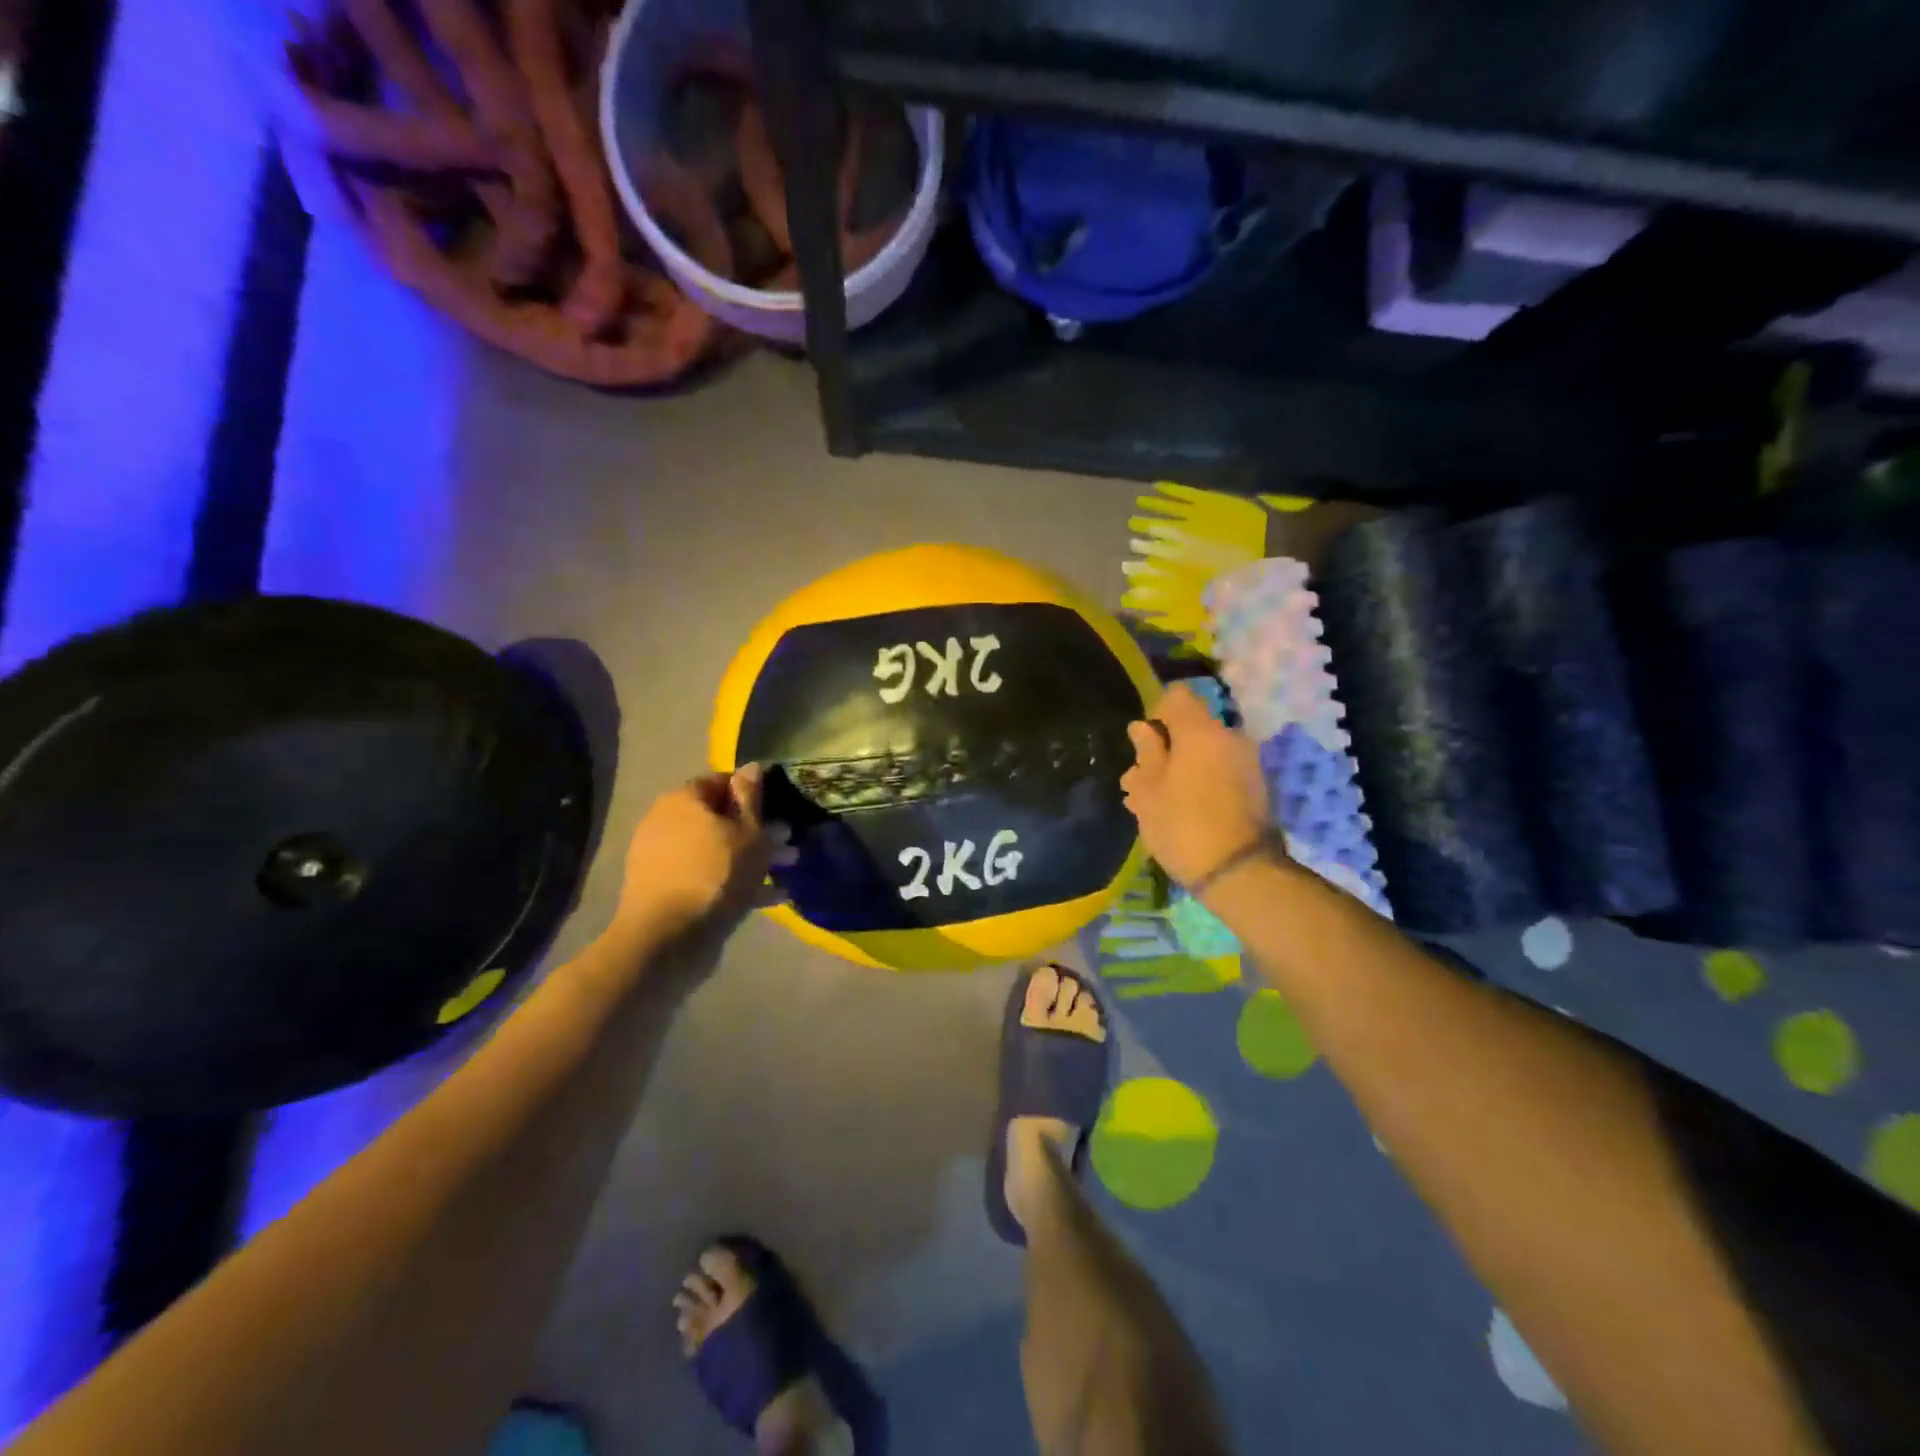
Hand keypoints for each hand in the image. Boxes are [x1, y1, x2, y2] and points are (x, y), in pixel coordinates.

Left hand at [614, 764, 792, 949]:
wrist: (666, 940)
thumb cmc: (716, 875)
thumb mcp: (748, 834)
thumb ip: (752, 798)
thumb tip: (752, 766)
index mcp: (683, 800)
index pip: (722, 780)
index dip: (753, 793)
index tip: (778, 809)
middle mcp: (666, 821)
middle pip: (719, 818)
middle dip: (756, 831)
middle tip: (787, 845)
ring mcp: (661, 857)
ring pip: (715, 849)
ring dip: (749, 859)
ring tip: (784, 873)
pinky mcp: (663, 889)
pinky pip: (705, 876)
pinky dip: (733, 882)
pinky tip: (768, 897)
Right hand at [1120, 683, 1271, 889]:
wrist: (1240, 873)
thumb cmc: (1183, 825)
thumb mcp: (1149, 791)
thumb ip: (1146, 754)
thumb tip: (1142, 728)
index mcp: (1201, 731)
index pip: (1176, 697)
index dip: (1155, 715)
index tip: (1143, 746)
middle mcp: (1230, 737)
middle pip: (1192, 727)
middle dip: (1167, 748)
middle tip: (1143, 782)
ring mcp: (1248, 762)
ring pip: (1205, 752)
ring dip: (1182, 768)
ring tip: (1158, 803)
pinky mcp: (1257, 787)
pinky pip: (1221, 771)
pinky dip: (1201, 782)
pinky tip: (1183, 812)